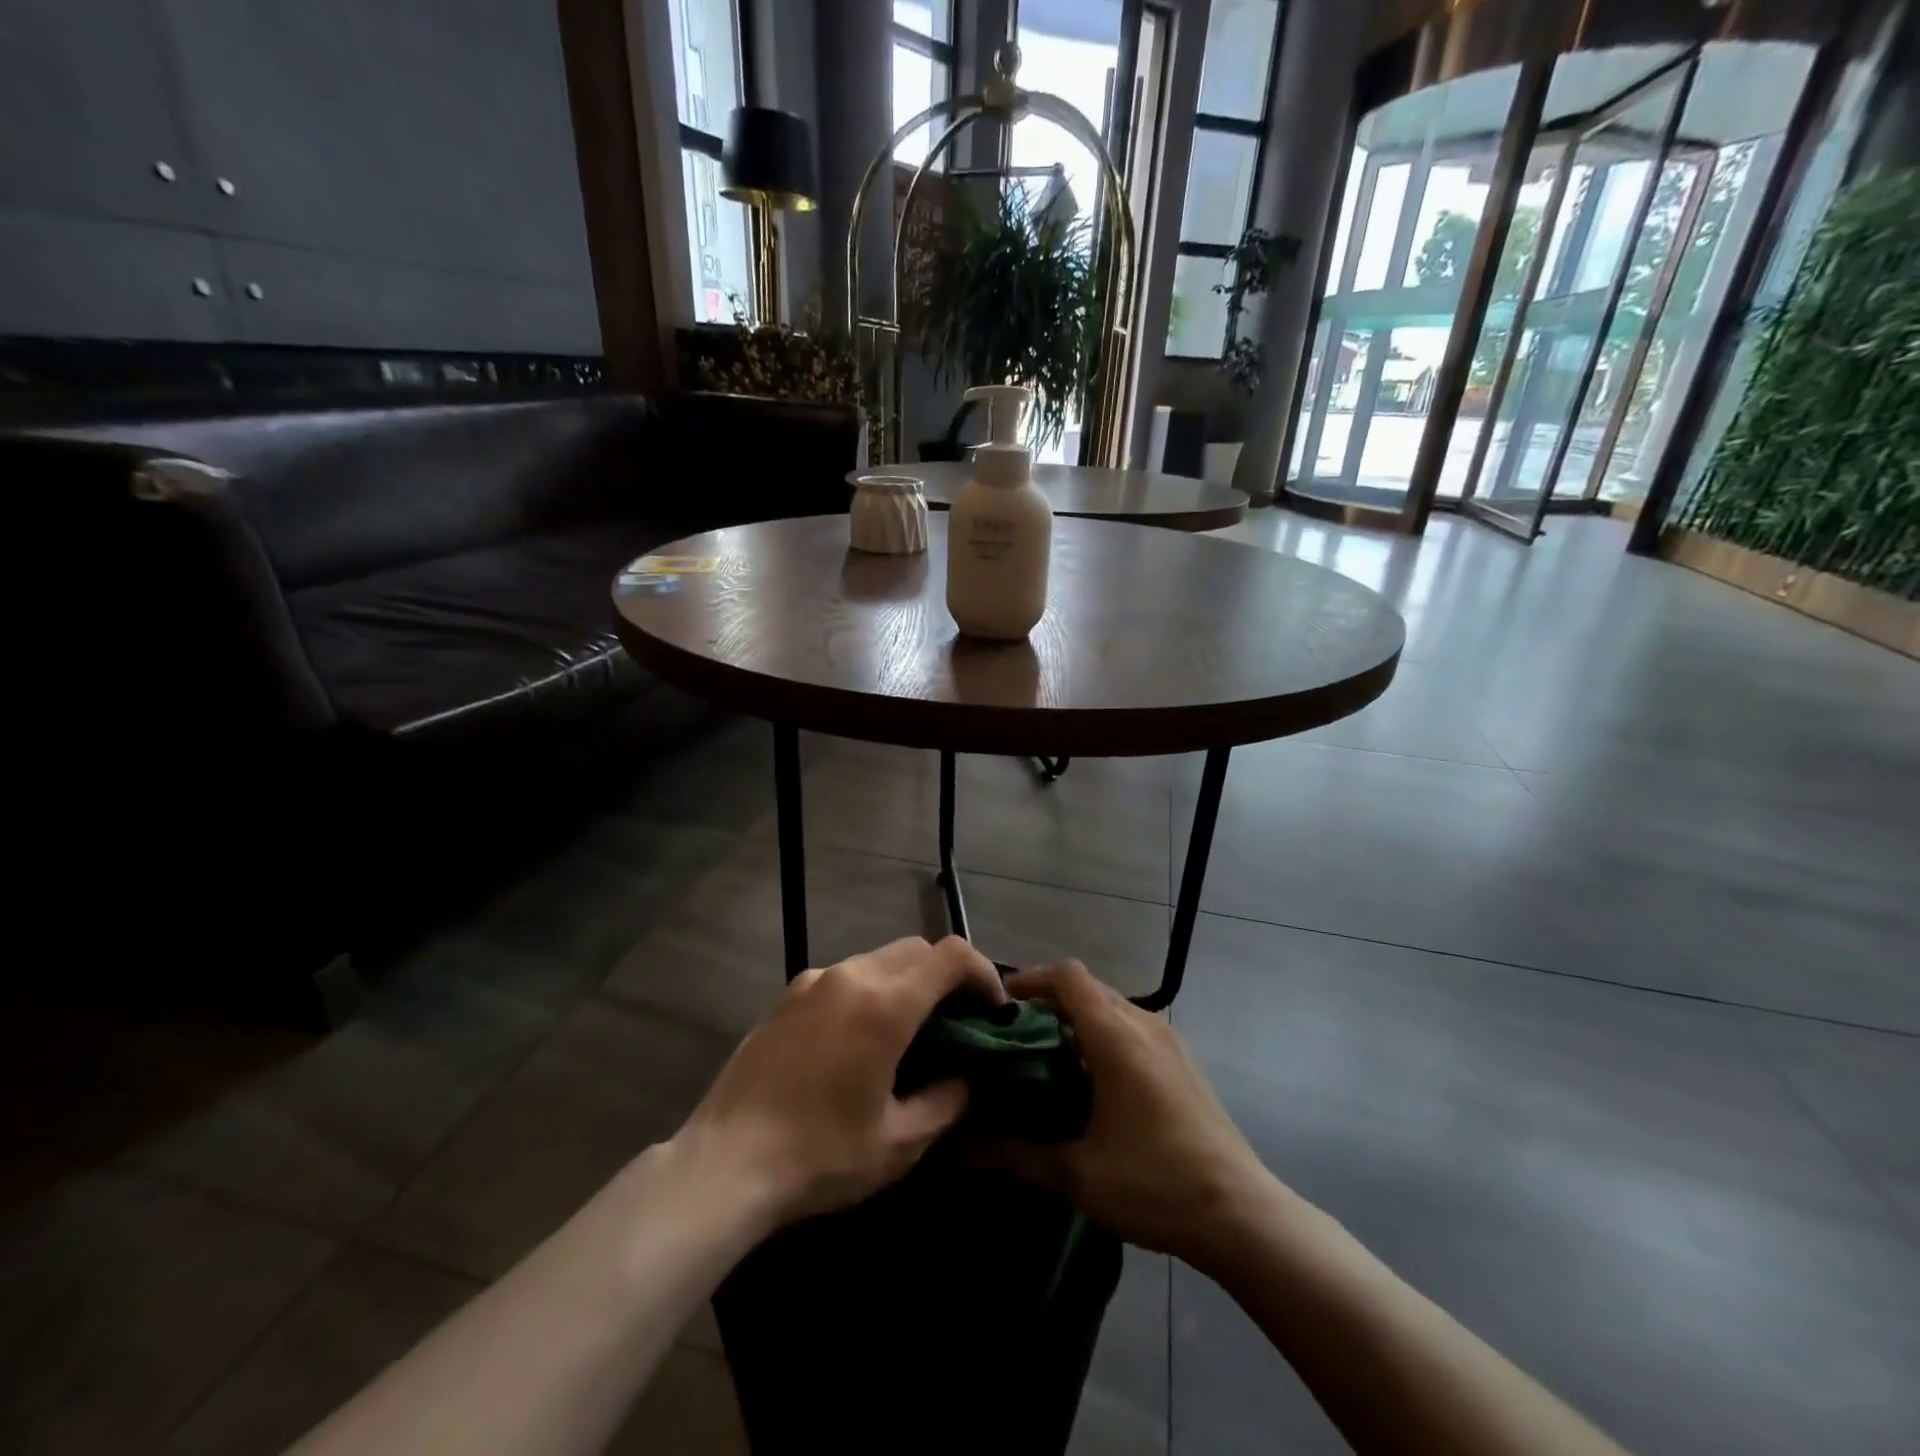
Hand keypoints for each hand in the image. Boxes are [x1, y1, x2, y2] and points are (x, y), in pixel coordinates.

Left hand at [673, 935, 1005, 1228]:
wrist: (725, 1162)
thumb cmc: (820, 1155)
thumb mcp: (898, 1143)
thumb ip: (946, 1101)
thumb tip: (966, 1079)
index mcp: (885, 1004)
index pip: (950, 955)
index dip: (982, 972)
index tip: (993, 1008)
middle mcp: (852, 975)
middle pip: (916, 949)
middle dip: (947, 975)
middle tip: (958, 1020)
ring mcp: (814, 980)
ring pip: (879, 959)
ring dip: (907, 981)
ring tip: (910, 1030)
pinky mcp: (786, 995)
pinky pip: (844, 976)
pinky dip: (869, 990)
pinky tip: (859, 1038)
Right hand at [979, 960, 1273, 1267]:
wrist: (1241, 1214)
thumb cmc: (1155, 1184)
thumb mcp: (1078, 1175)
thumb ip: (1017, 1156)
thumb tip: (963, 1148)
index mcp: (1116, 1036)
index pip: (1068, 977)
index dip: (1032, 979)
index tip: (1001, 1002)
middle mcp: (1143, 1024)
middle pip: (1088, 987)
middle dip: (1049, 1001)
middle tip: (1014, 1034)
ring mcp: (1168, 1040)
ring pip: (1112, 1006)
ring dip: (1078, 1018)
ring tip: (1046, 1056)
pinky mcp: (1182, 1060)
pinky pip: (1132, 1026)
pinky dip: (1103, 1034)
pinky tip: (1092, 1080)